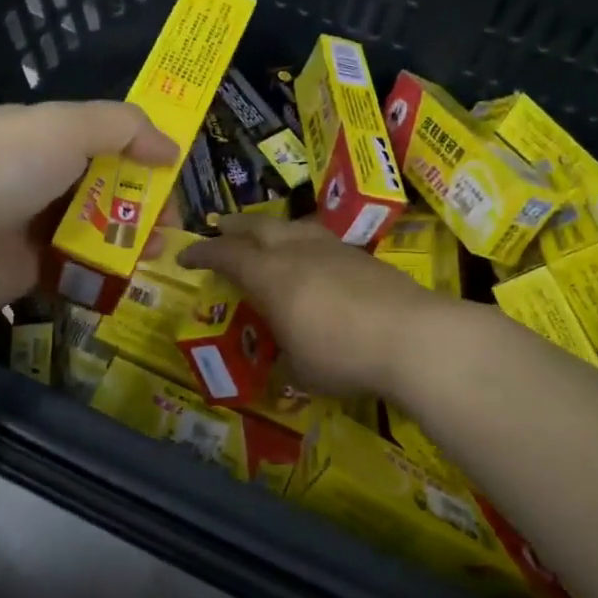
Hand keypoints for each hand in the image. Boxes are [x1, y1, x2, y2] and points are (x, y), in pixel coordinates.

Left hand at [0, 100, 177, 324]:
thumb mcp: (65, 126)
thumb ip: (123, 127)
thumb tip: (171, 146)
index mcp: (41, 136)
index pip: (102, 140)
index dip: (141, 154)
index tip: (173, 174)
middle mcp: (36, 178)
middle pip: (103, 189)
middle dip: (143, 203)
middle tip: (171, 224)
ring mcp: (30, 227)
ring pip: (94, 231)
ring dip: (129, 240)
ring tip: (156, 252)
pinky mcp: (27, 273)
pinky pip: (76, 270)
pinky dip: (103, 273)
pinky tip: (128, 278)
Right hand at [179, 214, 457, 398]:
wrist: (412, 336)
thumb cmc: (342, 355)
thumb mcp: (301, 370)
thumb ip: (285, 361)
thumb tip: (283, 364)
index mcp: (270, 276)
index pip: (226, 255)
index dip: (202, 254)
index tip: (185, 257)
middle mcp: (297, 252)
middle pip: (258, 227)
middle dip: (234, 227)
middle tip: (220, 228)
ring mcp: (333, 249)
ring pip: (293, 227)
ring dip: (272, 229)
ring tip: (266, 236)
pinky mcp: (363, 256)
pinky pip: (321, 240)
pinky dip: (304, 243)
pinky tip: (312, 259)